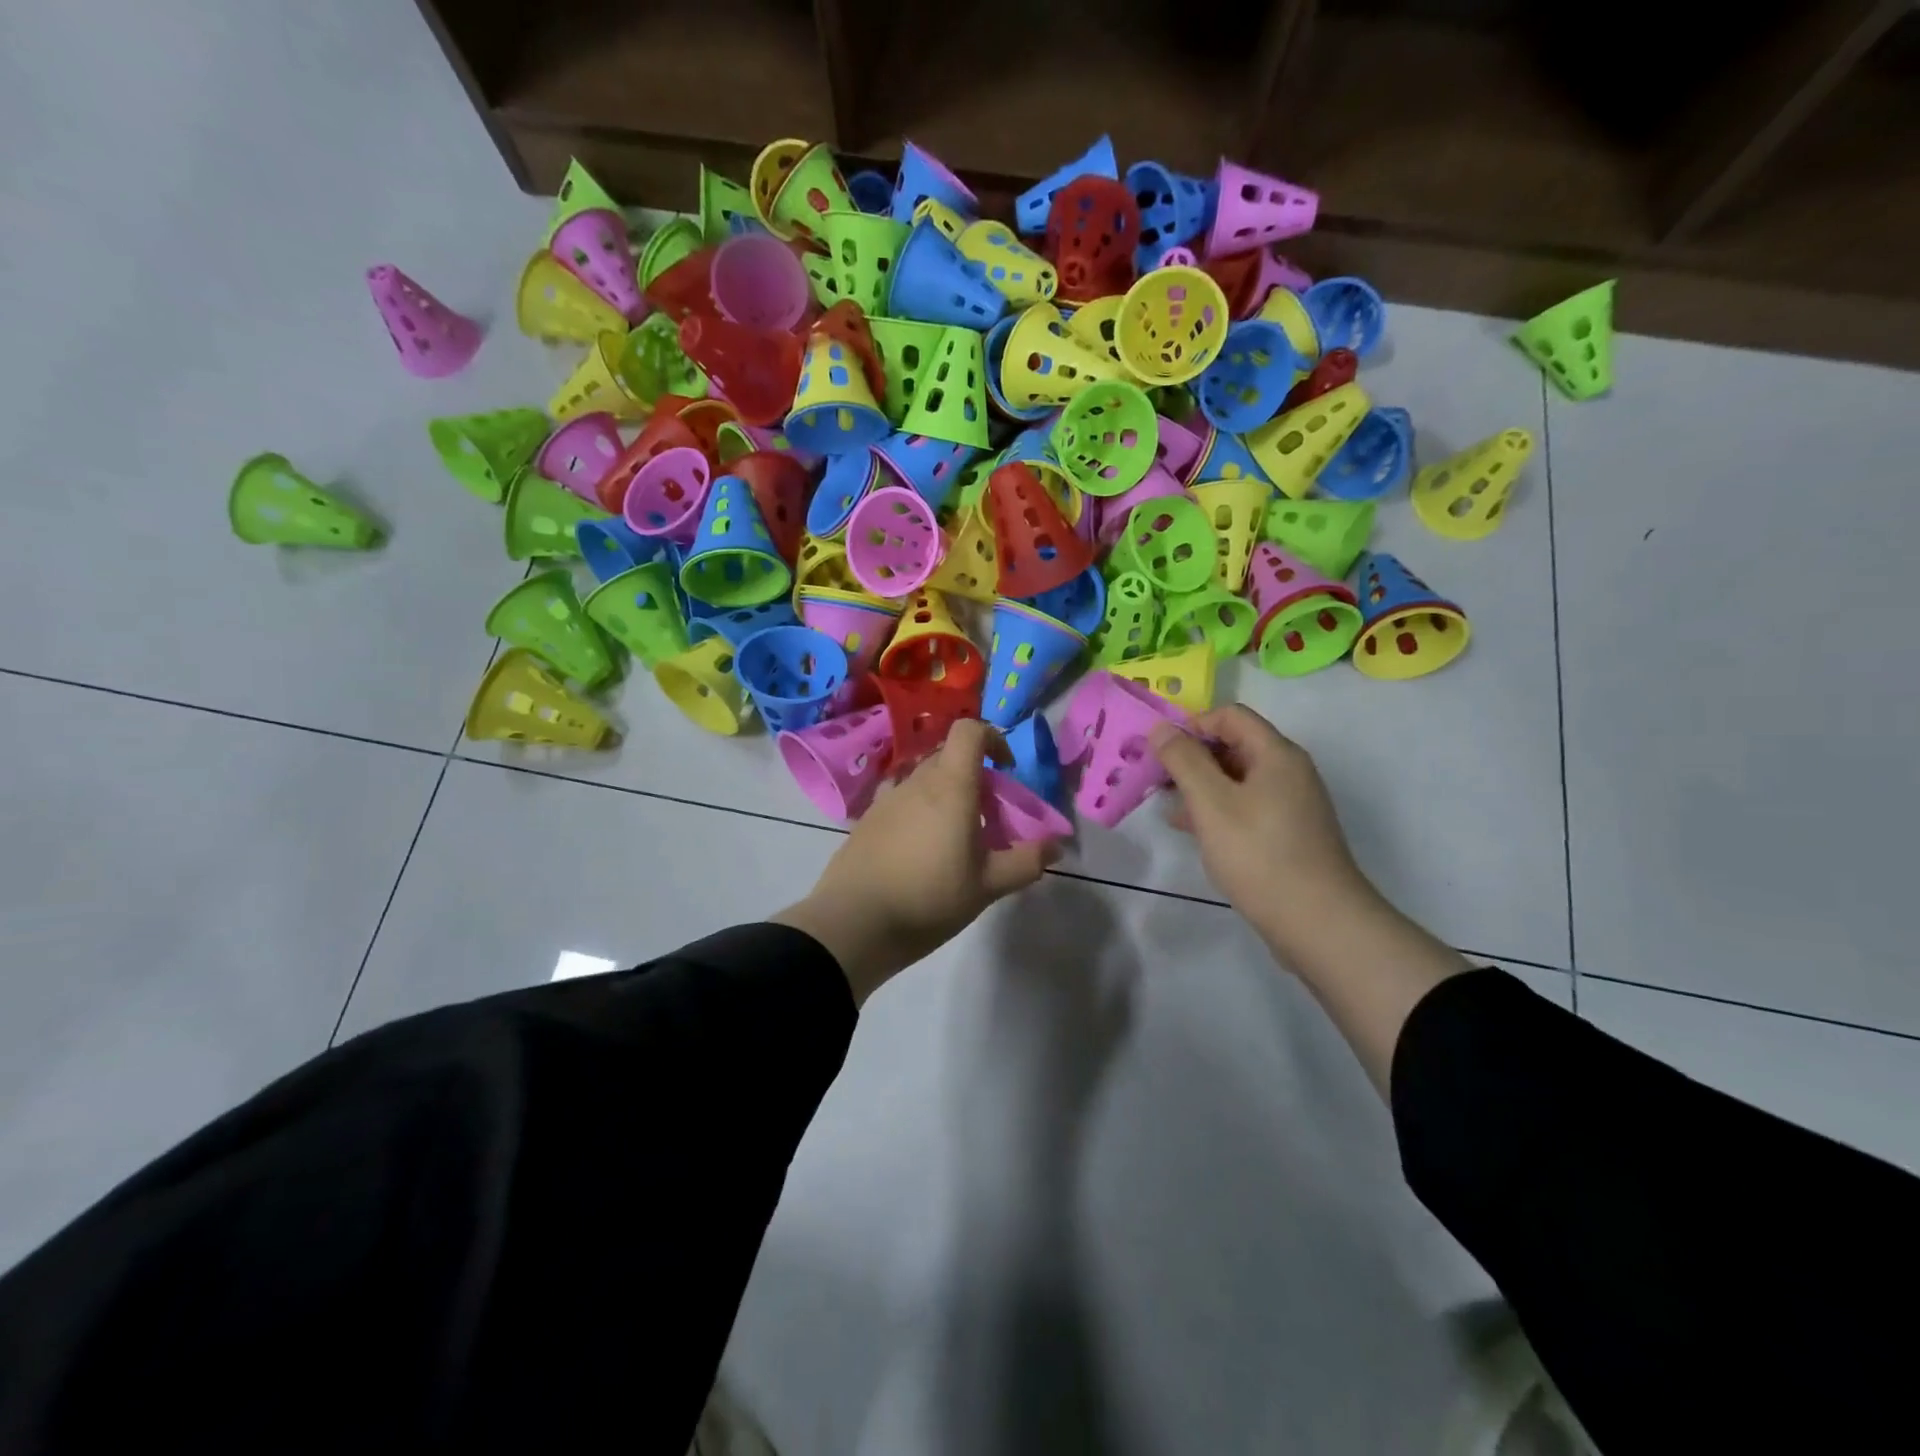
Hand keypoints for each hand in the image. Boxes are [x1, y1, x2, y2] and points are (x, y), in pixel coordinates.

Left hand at [773, 720, 1062, 1004]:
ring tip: (955, 837)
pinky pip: (901, 801)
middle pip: (948, 756)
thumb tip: (1056, 846)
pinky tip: (921, 851)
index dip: (992, 738)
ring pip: (923, 780)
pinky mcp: (866, 820)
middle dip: (974, 775)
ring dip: (944, 794)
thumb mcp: (987, 885)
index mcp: (950, 786)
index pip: (969, 730)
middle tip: (987, 814)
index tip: (1006, 768)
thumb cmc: (929, 897)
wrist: (854, 922)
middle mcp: (916, 782)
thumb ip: (1026, 862)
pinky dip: (919, 811)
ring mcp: (886, 799)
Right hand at [1149, 705, 1377, 961]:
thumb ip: (1183, 760)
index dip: (1192, 725)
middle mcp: (1289, 771)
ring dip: (1201, 786)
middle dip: (1192, 757)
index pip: (1230, 716)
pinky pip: (1246, 806)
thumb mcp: (1211, 803)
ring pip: (1237, 779)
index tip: (1161, 752)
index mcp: (1276, 754)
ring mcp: (1292, 804)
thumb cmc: (1259, 854)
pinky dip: (1218, 810)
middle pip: (1234, 745)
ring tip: (1168, 807)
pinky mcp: (1288, 833)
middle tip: (1157, 780)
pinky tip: (1193, 831)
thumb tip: (1161, 727)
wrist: (1318, 922)